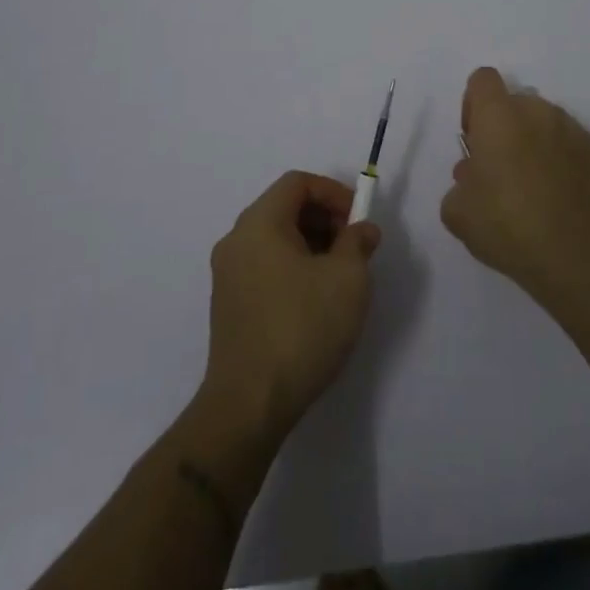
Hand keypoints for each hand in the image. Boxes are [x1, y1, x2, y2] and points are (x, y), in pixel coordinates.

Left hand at [202, 171, 380, 442]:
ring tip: (340, 275)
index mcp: (259, 223)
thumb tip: (362, 230)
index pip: (297, 183)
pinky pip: (265, 265)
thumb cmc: (301, 329)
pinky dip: (293, 267)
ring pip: (276, 238)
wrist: (248, 406)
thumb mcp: (348, 279)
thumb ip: (358, 242)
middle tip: (354, 247)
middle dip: (325, 218)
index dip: (333, 192)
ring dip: (312, 244)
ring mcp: (227, 275)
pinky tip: (316, 300)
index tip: (359, 219)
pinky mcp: (228, 305)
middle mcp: (236, 240)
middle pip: (284, 207)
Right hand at [441, 67, 589, 300]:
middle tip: (501, 169)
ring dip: (533, 141)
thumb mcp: (457, 211)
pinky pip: (570, 144)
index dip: (473, 104)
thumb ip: (459, 182)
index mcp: (498, 116)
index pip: (483, 80)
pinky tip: (559, 195)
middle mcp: (537, 111)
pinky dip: (562, 159)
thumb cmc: (506, 226)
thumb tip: (473, 175)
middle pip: (514, 102)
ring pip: (544, 122)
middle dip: (504, 127)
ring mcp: (572, 128)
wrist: (572, 256)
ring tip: (533, 185)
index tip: (474, 139)